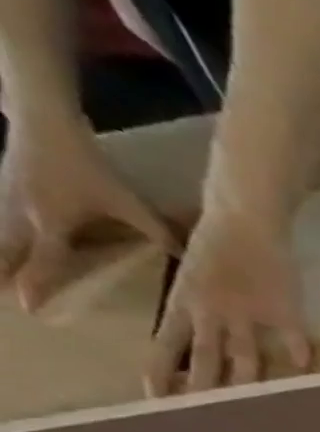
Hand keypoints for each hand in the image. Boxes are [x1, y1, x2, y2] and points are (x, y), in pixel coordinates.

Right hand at [0, 111, 173, 310]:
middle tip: (1, 300)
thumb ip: (157, 231)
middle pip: (6, 254)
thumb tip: (189, 257)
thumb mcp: (126, 202)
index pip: (45, 262)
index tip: (32, 309)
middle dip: (2, 276)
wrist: (40, 122)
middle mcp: (20, 217)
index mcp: (51, 223)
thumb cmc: (85, 166)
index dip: (39, 285)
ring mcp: (2, 202)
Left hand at [144, 204, 309, 394]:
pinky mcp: (283, 309)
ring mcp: (249, 312)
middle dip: (202, 388)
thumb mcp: (193, 272)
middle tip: (199, 417)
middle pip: (205, 357)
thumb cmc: (217, 240)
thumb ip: (199, 305)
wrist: (244, 216)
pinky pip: (293, 338)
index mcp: (185, 301)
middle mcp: (212, 312)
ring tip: (249, 405)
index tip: (155, 401)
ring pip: (245, 356)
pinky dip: (299, 353)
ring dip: (246, 382)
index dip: (161, 373)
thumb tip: (194, 331)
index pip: (166, 345)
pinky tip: (307, 370)